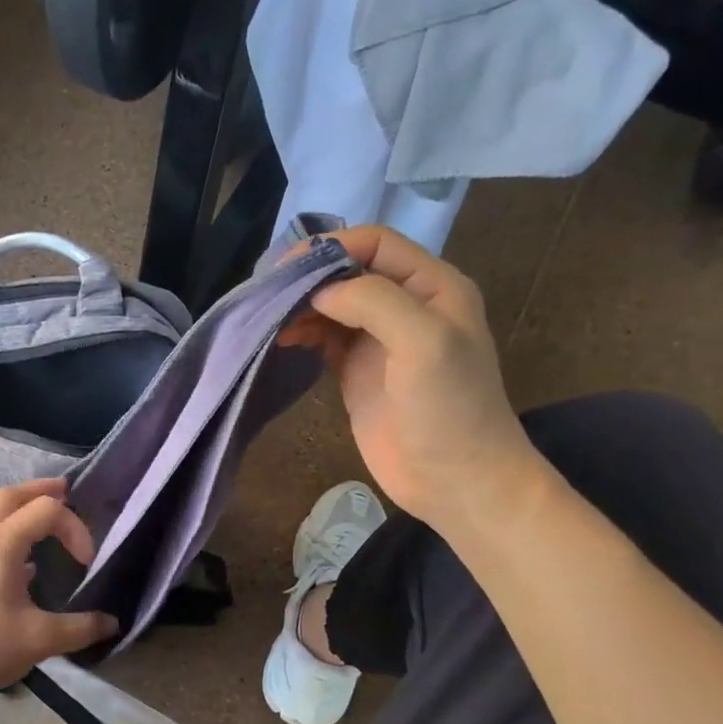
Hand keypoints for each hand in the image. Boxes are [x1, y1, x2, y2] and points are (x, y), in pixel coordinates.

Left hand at [0, 480, 119, 709]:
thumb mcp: (40, 640)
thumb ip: (81, 628)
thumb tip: (113, 623)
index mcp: (1, 544)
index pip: (46, 510)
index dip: (74, 528)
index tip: (86, 562)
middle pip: (10, 496)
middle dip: (41, 491)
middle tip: (67, 493)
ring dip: (23, 509)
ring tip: (49, 522)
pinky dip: (10, 532)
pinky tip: (26, 563)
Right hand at [284, 226, 547, 535]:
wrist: (455, 480)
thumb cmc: (449, 408)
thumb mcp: (423, 342)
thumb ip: (374, 301)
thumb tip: (319, 290)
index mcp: (432, 286)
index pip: (376, 244)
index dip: (332, 246)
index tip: (288, 267)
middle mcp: (405, 305)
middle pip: (348, 270)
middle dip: (308, 275)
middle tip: (267, 290)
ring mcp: (378, 340)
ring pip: (331, 304)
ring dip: (299, 305)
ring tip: (267, 317)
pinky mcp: (356, 371)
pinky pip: (323, 338)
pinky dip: (300, 333)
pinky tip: (280, 339)